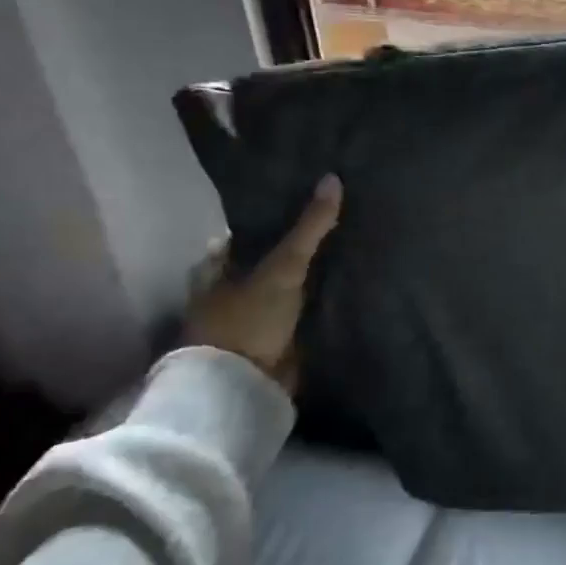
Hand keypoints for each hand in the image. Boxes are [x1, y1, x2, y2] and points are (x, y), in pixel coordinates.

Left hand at [182, 175, 342, 392]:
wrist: (244, 387)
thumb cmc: (247, 320)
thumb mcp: (282, 266)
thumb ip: (309, 227)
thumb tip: (333, 178)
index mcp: (216, 267)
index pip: (246, 231)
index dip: (274, 214)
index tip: (306, 197)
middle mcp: (230, 288)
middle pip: (268, 256)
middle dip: (295, 243)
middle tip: (336, 217)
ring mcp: (253, 315)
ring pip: (287, 283)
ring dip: (309, 272)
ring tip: (349, 243)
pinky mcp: (276, 338)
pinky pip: (301, 308)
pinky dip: (318, 297)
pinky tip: (345, 282)